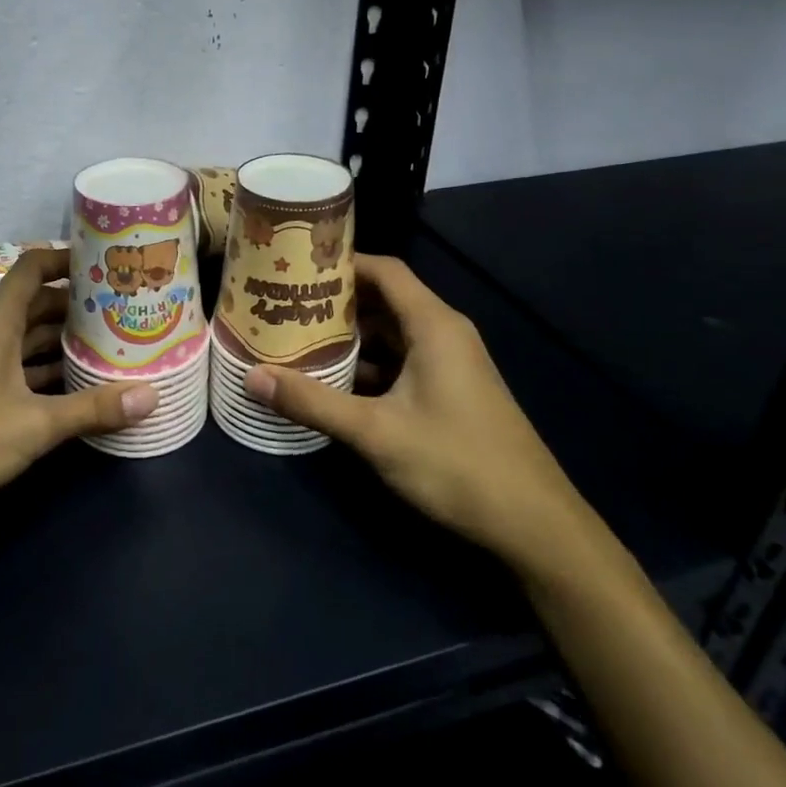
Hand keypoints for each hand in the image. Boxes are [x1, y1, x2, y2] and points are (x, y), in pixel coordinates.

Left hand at [0, 248, 157, 525]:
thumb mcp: (33, 425)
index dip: (72, 258)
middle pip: (40, 301)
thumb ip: (92, 409)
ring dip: (66, 338)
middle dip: (81, 303)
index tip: (113, 263)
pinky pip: (19, 363)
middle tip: (129, 307)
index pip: (37, 265)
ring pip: (30, 335)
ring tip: (115, 342)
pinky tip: (78, 382)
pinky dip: (47, 367)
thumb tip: (152, 395)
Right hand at [243, 254, 589, 567]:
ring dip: (348, 336)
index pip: (384, 270)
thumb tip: (252, 376)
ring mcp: (449, 365)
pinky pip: (399, 362)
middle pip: (383, 300)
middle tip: (282, 304)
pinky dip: (366, 364)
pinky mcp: (448, 392)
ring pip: (390, 335)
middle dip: (334, 301)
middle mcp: (443, 334)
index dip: (341, 262)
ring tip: (295, 337)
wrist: (533, 524)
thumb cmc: (457, 464)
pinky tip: (331, 380)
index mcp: (433, 326)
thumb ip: (312, 402)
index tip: (294, 266)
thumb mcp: (375, 432)